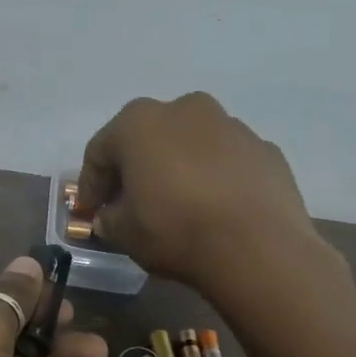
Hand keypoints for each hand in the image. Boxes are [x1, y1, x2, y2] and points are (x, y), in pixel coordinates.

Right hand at [77, 92, 323, 291]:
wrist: (258, 247)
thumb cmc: (176, 230)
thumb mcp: (124, 233)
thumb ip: (109, 219)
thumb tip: (111, 216)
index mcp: (140, 122)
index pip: (100, 151)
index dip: (91, 184)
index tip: (90, 211)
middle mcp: (186, 109)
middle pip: (148, 138)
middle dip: (136, 168)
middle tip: (131, 202)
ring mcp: (231, 125)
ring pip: (191, 144)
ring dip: (179, 168)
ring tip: (178, 205)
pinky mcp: (265, 148)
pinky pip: (227, 161)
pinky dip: (215, 177)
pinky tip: (216, 209)